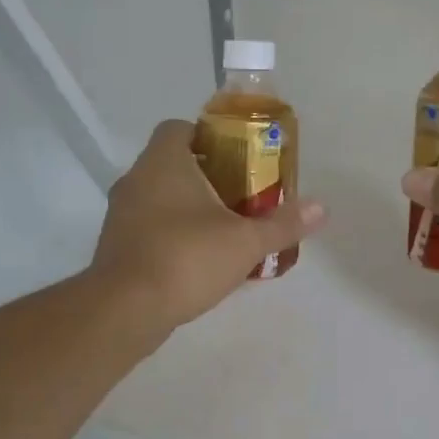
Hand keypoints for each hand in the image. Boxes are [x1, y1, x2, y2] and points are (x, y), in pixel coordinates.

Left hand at [93, 119, 324, 330]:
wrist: (124, 310)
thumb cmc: (186, 259)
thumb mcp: (245, 241)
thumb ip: (283, 224)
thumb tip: (322, 208)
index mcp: (163, 162)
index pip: (178, 128)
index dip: (208, 136)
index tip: (237, 158)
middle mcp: (136, 179)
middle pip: (173, 163)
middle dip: (207, 176)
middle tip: (242, 196)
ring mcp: (121, 214)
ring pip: (159, 197)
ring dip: (188, 208)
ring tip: (225, 229)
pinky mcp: (116, 245)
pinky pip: (149, 227)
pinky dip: (172, 234)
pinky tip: (198, 260)